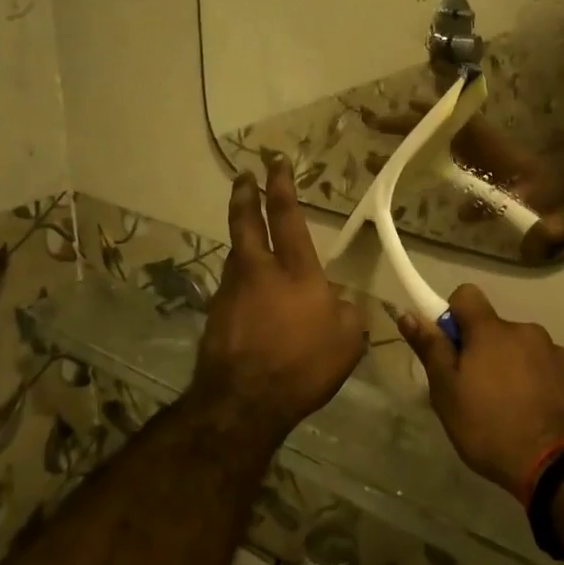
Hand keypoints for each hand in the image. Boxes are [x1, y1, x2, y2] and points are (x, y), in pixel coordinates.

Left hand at [193, 157, 367, 443]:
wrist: (243, 403)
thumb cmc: (302, 364)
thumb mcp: (347, 339)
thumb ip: (346, 312)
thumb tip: (336, 302)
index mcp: (295, 270)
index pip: (286, 216)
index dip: (281, 186)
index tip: (275, 162)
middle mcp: (258, 271)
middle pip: (245, 222)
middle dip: (244, 194)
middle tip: (243, 175)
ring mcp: (231, 292)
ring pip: (236, 254)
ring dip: (242, 239)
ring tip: (249, 236)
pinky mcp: (216, 317)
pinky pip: (233, 288)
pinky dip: (242, 282)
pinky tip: (250, 296)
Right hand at [397, 285, 563, 496]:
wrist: (560, 465)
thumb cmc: (491, 428)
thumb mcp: (448, 394)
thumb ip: (431, 350)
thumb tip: (409, 314)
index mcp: (491, 331)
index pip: (466, 295)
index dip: (453, 315)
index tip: (450, 347)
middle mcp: (525, 330)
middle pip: (495, 328)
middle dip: (483, 350)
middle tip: (475, 391)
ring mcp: (555, 352)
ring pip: (522, 349)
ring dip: (512, 366)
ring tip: (508, 410)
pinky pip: (546, 368)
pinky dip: (537, 382)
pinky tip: (535, 414)